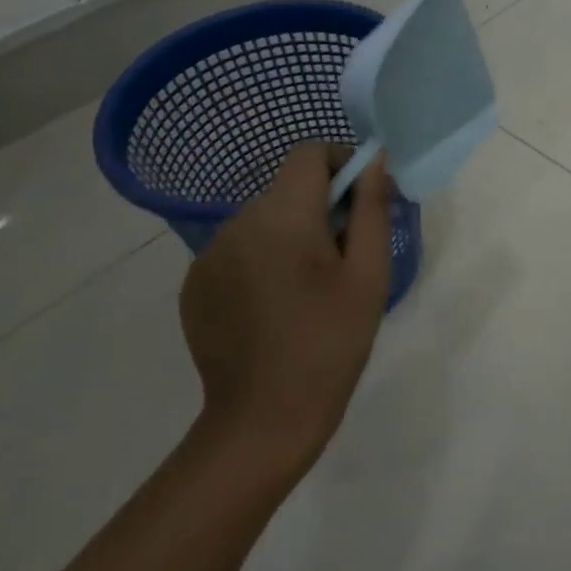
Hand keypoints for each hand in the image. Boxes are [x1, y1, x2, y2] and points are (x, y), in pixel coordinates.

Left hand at [177, 140, 393, 482]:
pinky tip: (275, 306)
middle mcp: (236, 223)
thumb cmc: (332, 342)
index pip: (308, 153)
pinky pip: (237, 251)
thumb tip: (375, 160)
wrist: (265, 418)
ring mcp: (208, 255)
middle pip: (286, 189)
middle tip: (343, 258)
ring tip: (308, 289)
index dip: (341, 163)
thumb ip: (372, 209)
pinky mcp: (194, 284)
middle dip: (320, 207)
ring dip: (289, 235)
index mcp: (282, 216)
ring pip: (262, 220)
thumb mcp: (368, 274)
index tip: (361, 203)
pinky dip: (261, 261)